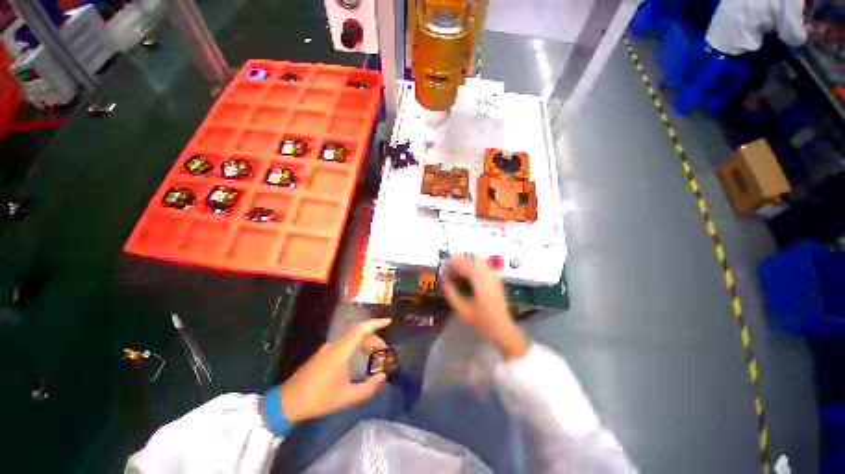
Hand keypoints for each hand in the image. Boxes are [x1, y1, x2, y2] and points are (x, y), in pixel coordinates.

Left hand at [278, 318, 390, 421]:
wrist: (286, 403)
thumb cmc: (318, 399)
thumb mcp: (347, 397)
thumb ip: (368, 388)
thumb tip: (382, 377)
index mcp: (340, 351)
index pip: (361, 329)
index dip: (376, 323)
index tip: (388, 321)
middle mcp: (334, 345)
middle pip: (357, 333)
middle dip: (373, 337)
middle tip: (384, 348)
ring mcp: (326, 349)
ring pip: (350, 338)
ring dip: (364, 342)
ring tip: (374, 353)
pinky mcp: (322, 355)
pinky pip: (343, 344)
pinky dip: (355, 346)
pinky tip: (358, 358)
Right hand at [442, 256, 528, 359]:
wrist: (503, 329)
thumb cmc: (483, 322)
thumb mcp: (463, 310)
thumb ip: (451, 294)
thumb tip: (444, 282)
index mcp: (480, 280)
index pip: (463, 264)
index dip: (451, 264)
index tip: (443, 269)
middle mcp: (488, 274)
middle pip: (470, 259)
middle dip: (457, 263)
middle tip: (447, 271)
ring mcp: (493, 275)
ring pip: (476, 260)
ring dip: (464, 264)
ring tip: (456, 273)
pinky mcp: (495, 278)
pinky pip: (482, 265)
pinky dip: (472, 266)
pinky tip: (466, 275)